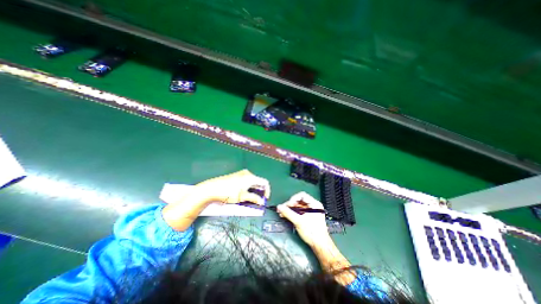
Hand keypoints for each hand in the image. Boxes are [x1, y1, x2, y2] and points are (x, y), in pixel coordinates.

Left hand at [195, 169, 270, 205]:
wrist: (212, 188)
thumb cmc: (229, 192)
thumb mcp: (242, 197)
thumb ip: (254, 199)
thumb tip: (261, 202)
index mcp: (251, 177)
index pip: (264, 183)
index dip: (267, 191)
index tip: (264, 200)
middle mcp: (247, 174)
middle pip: (258, 182)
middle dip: (259, 192)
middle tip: (257, 201)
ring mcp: (241, 174)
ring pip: (252, 183)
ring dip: (253, 191)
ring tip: (250, 200)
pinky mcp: (236, 176)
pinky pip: (246, 182)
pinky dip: (248, 188)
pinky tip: (243, 195)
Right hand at [276, 191, 357, 285]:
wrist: (320, 246)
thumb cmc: (312, 233)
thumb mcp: (299, 222)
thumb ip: (288, 213)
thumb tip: (279, 207)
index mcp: (314, 204)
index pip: (302, 195)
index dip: (293, 199)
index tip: (288, 205)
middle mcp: (313, 206)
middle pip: (299, 201)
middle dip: (290, 205)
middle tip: (282, 209)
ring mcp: (310, 211)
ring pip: (298, 206)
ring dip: (289, 209)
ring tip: (281, 213)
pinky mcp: (308, 217)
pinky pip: (298, 212)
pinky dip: (292, 213)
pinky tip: (285, 215)